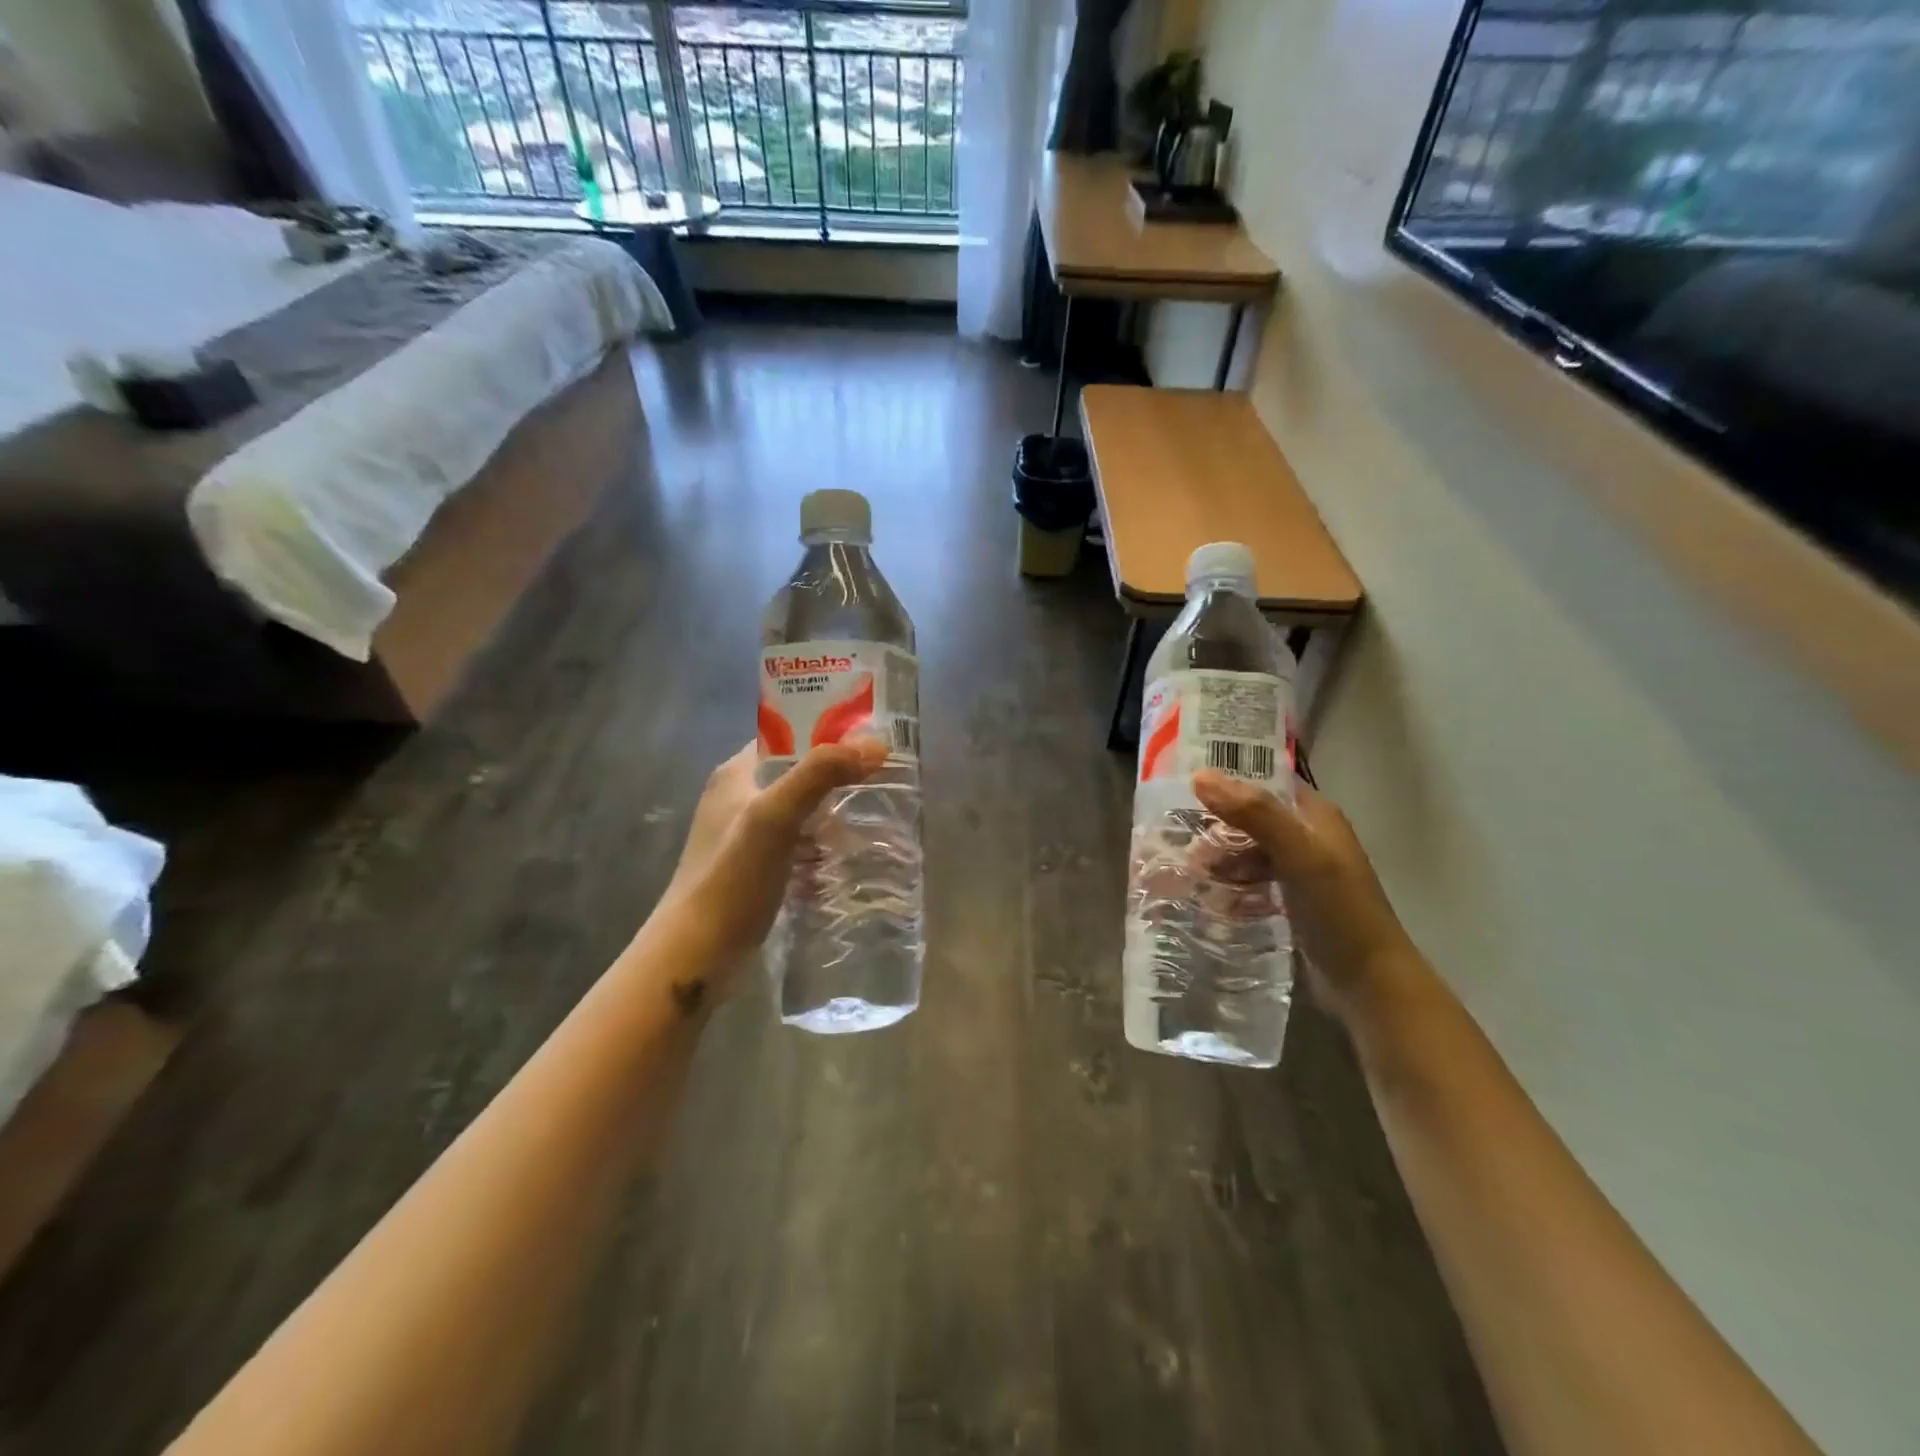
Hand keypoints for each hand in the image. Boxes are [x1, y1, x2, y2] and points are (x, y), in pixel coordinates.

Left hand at [662, 738, 887, 974]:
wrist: (696, 954)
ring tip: (877, 817)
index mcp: (736, 774)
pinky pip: (799, 844)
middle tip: (884, 781)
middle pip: (799, 774)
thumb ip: (820, 774)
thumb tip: (874, 744)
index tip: (872, 741)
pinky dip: (823, 845)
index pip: (788, 736)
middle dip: (838, 777)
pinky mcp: (756, 869)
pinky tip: (849, 856)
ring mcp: (746, 836)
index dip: (828, 733)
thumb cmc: (732, 877)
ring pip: (802, 810)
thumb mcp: (775, 816)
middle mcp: (738, 798)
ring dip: (834, 814)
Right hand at [1192, 771, 1423, 1026]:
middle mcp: (1307, 837)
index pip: (1264, 781)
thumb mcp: (1298, 854)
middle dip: (1215, 827)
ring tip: (1189, 874)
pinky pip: (1250, 883)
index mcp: (1316, 815)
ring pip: (1247, 852)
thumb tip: (1200, 776)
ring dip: (1219, 859)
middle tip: (1178, 840)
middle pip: (1250, 818)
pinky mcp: (1290, 903)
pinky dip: (1230, 886)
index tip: (1183, 785)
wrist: (1370, 985)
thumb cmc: (1338, 910)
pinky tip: (1210, 899)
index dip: (1227, 780)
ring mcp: (1300, 873)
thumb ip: (1255, 813)